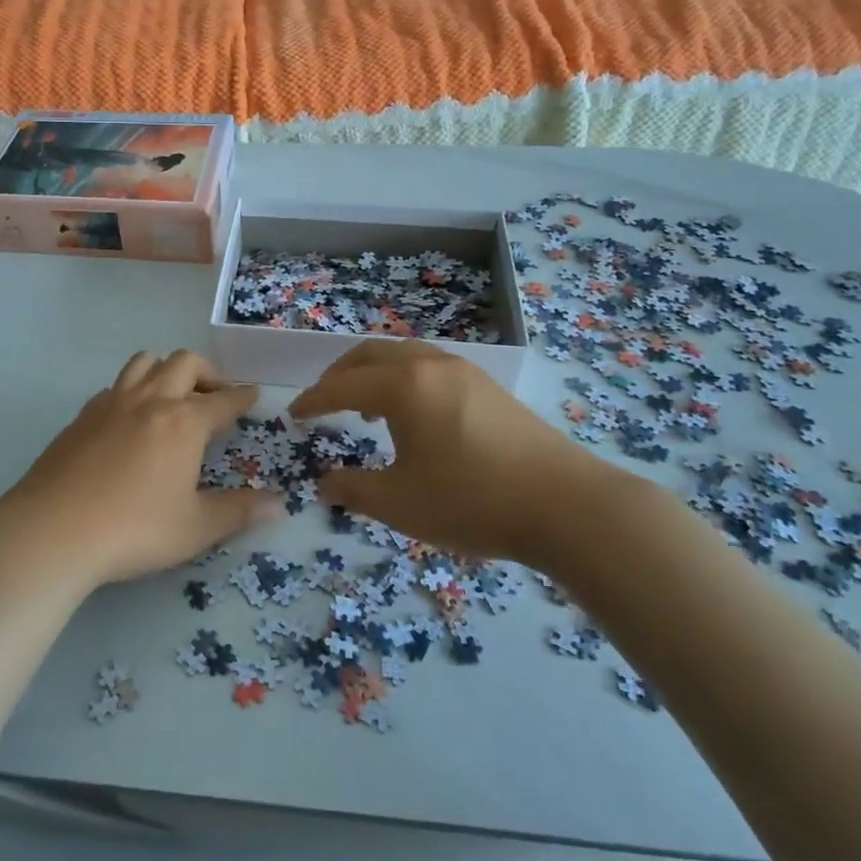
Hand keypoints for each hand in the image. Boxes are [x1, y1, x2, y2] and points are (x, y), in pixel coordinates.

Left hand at [0, 350, 282, 590]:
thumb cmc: (134, 529)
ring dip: (167, 369)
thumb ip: (239, 511)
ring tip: (174, 396)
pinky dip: (133, 391)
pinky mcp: (82, 416)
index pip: (223, 400)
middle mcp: (150, 400)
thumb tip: (279, 504)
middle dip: (208, 373)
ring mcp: (111, 403)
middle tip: (216, 395)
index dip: (242, 397)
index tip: (254, 394)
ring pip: (144, 362)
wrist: (52, 530)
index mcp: (184, 422)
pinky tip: (131, 419)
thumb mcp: (196, 528)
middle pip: (184, 363)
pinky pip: (115, 386)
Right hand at [288, 341, 644, 569]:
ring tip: (366, 409)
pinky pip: (429, 367)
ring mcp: (464, 372)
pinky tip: (414, 418)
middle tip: (322, 403)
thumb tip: (324, 483)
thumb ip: (353, 490)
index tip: (292, 415)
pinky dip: (404, 380)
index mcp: (403, 386)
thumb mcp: (400, 504)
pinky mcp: (489, 387)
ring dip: (374, 374)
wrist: (568, 506)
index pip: (341, 385)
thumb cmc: (472, 501)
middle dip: (339, 375)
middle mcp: (430, 365)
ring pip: (403, 356)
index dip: (312, 401)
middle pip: (370, 355)